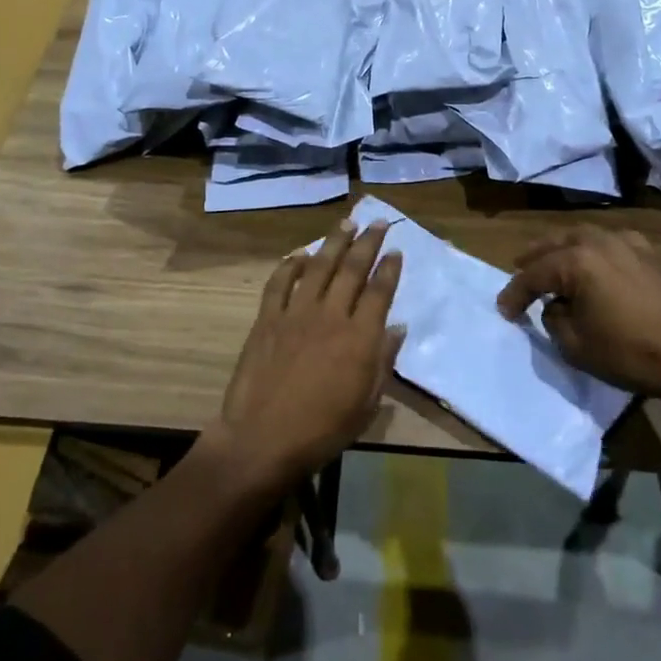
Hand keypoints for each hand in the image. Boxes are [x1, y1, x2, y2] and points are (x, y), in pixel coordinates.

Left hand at [213, 219, 403, 489]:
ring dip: (334, 241)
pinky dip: (290, 265)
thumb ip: (383, 361)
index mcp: (360, 337)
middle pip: (352, 269)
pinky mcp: (268, 319)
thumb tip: (397, 327)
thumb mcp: (366, 404)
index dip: (389, 268)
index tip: (395, 250)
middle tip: (377, 222)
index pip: (380, 291)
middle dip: (367, 242)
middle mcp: (331, 315)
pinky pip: (280, 282)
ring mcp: (296, 313)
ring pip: (319, 266)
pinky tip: (300, 254)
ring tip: (346, 223)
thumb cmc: (322, 430)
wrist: (263, 438)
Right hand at [496, 225, 660, 403]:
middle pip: (555, 244)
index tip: (504, 311)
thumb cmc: (629, 353)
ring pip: (582, 236)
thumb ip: (554, 318)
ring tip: (549, 260)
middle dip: (533, 258)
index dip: (515, 294)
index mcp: (576, 262)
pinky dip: (592, 248)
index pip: (534, 275)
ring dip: (561, 248)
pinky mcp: (647, 253)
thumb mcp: (575, 345)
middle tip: (517, 269)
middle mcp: (598, 242)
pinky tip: (592, 260)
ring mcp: (626, 243)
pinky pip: (609, 242)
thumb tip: (556, 305)